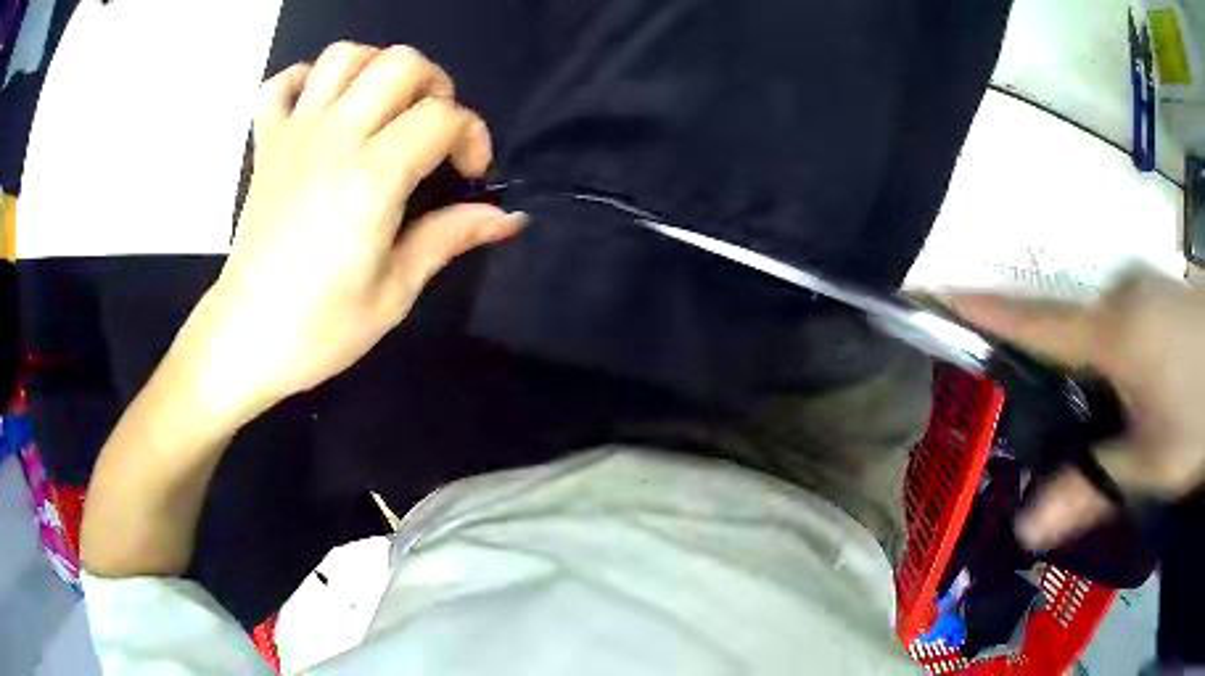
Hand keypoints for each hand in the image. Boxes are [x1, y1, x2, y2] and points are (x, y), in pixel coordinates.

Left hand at [178, 43, 524, 421]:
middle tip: (433, 132)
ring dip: (376, 70)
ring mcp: (294, 134)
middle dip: (434, 87)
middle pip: (400, 63)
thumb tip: (507, 217)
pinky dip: (307, 81)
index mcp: (372, 177)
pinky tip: (323, 109)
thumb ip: (450, 237)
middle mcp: (334, 138)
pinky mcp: (266, 144)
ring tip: (384, 109)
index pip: (442, 117)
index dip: (473, 136)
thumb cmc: (320, 327)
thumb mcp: (395, 292)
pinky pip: (283, 83)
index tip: (471, 175)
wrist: (245, 338)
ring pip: (344, 56)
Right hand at [953, 271, 1204, 550]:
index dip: (986, 310)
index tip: (936, 293)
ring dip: (1092, 373)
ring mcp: (1142, 286)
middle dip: (1056, 376)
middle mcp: (1120, 295)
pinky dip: (1115, 359)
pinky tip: (1133, 394)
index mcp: (1114, 331)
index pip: (1036, 321)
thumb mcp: (1151, 467)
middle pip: (1069, 333)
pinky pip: (1121, 322)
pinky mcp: (1158, 290)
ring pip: (1098, 330)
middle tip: (1053, 426)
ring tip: (1105, 422)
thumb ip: (1091, 488)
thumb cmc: (1197, 416)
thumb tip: (1026, 530)